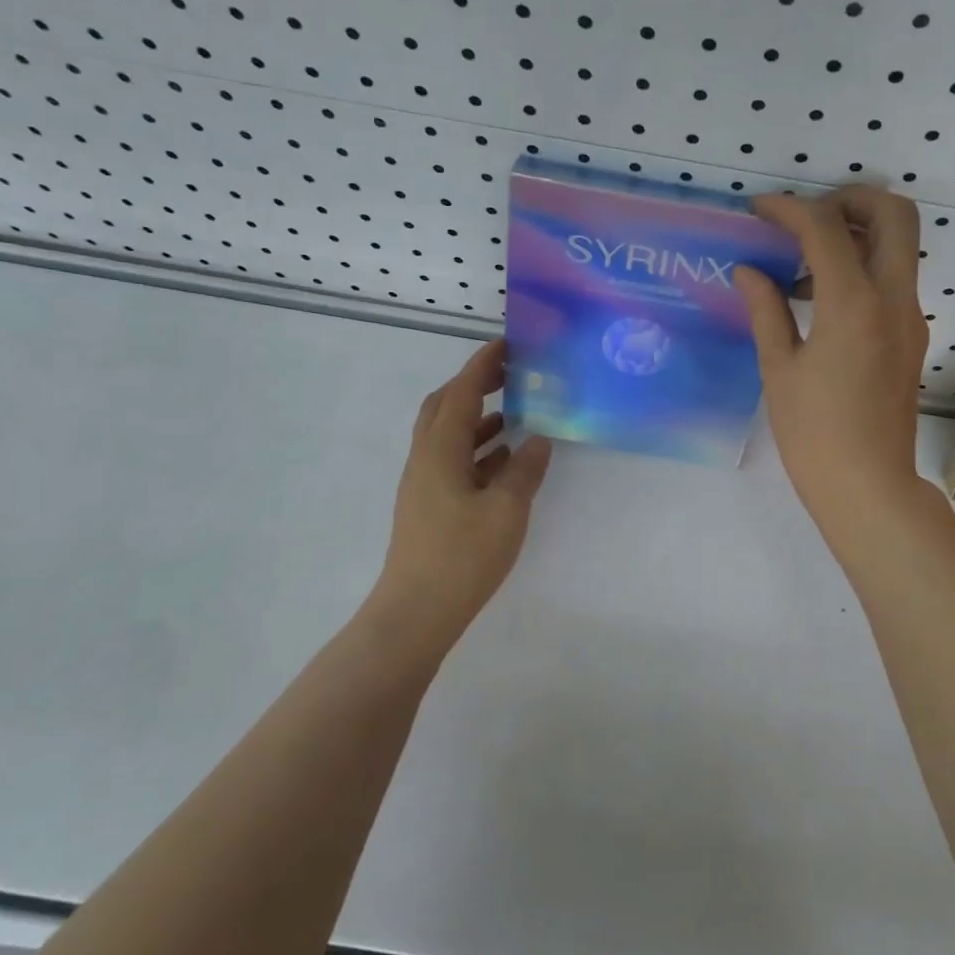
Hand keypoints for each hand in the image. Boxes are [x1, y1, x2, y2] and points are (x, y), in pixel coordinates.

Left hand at [374, 340, 552, 637]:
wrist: (417, 610)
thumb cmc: (462, 555)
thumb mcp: (506, 510)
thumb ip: (525, 470)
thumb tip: (538, 438)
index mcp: (440, 449)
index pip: (462, 392)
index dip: (483, 364)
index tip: (508, 343)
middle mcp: (425, 458)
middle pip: (445, 406)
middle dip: (475, 385)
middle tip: (510, 375)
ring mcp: (423, 483)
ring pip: (449, 436)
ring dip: (478, 419)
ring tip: (515, 415)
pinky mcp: (428, 506)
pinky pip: (453, 462)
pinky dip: (477, 451)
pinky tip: (504, 462)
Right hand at [735, 186, 932, 536]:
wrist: (868, 485)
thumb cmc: (812, 434)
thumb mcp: (779, 369)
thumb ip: (766, 310)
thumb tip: (749, 271)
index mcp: (854, 305)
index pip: (825, 228)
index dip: (789, 208)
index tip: (759, 210)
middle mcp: (894, 299)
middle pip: (893, 213)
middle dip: (849, 199)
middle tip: (805, 218)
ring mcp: (911, 317)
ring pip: (899, 245)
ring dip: (857, 234)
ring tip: (803, 264)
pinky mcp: (912, 336)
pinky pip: (894, 279)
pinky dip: (863, 267)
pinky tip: (821, 300)